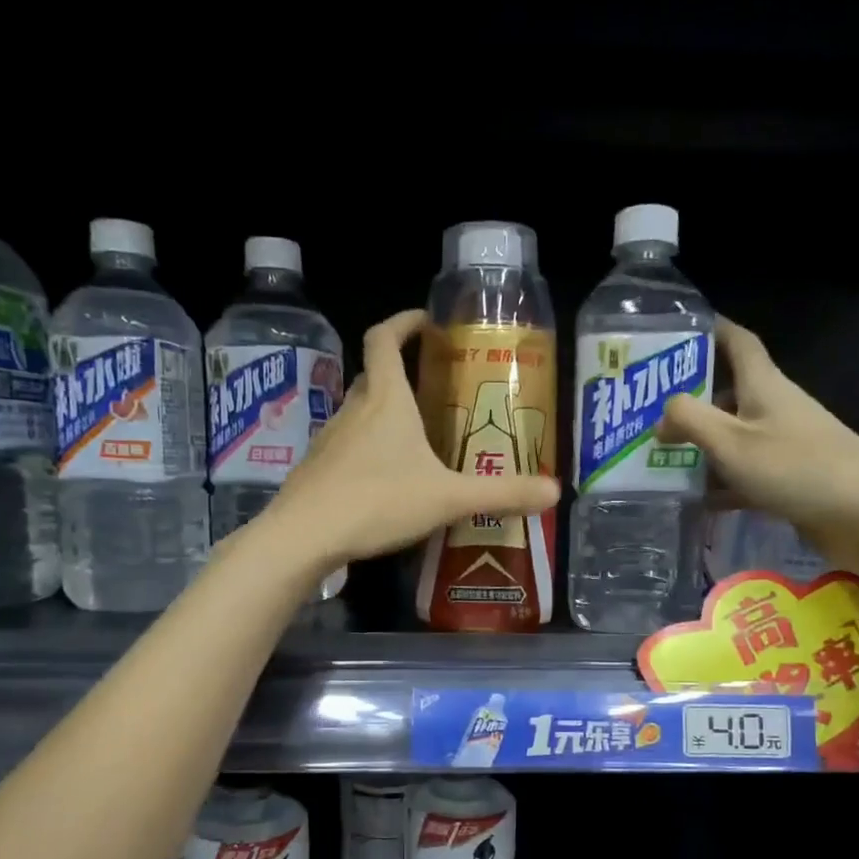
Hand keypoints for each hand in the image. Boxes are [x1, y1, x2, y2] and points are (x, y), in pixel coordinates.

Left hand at [263, 309, 559, 569]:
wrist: (303, 536)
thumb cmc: (378, 502)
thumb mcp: (448, 498)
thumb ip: (501, 493)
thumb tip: (555, 492)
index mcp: (385, 401)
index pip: (384, 338)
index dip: (403, 322)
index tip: (426, 323)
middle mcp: (353, 410)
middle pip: (373, 375)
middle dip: (400, 373)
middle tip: (433, 389)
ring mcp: (328, 439)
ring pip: (358, 413)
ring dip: (383, 415)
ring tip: (414, 440)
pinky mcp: (315, 469)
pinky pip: (346, 447)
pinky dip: (366, 450)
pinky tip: (383, 482)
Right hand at [655, 318, 858, 567]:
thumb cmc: (795, 467)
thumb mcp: (731, 441)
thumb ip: (690, 420)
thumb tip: (662, 414)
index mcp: (763, 384)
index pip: (737, 342)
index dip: (710, 330)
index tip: (675, 332)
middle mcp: (774, 406)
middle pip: (729, 391)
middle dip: (691, 397)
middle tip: (647, 410)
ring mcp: (784, 442)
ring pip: (733, 434)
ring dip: (702, 443)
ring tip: (660, 456)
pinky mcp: (789, 476)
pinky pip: (745, 471)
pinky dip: (721, 481)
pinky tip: (696, 499)